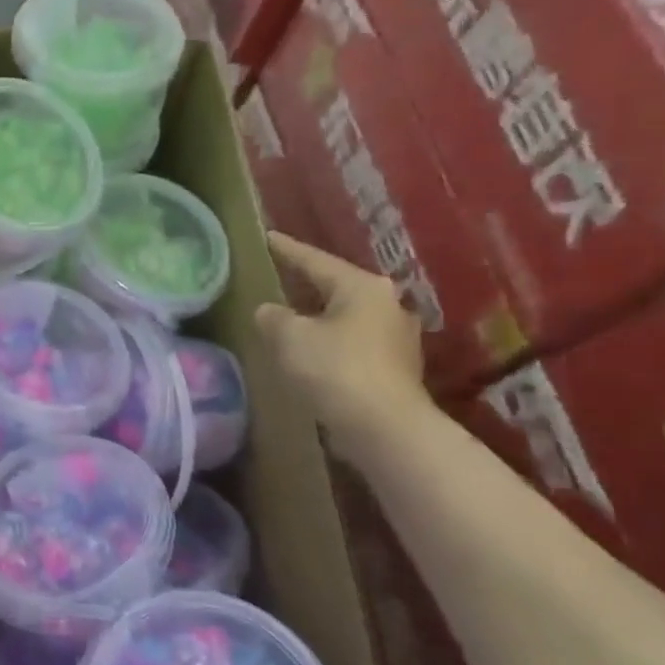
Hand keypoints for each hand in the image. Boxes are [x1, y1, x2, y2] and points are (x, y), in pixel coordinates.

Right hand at [254, 232, 430, 458]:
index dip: (287, 249)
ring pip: (346, 316)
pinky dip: (331, 342)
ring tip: (292, 318)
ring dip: (320, 317)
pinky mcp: (395, 367)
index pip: (315, 260)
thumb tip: (270, 311)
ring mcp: (396, 337)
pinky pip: (353, 343)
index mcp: (361, 287)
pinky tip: (313, 352)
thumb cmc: (335, 370)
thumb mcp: (289, 337)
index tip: (267, 236)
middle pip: (336, 287)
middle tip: (280, 277)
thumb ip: (272, 316)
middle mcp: (386, 304)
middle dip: (307, 284)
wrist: (385, 428)